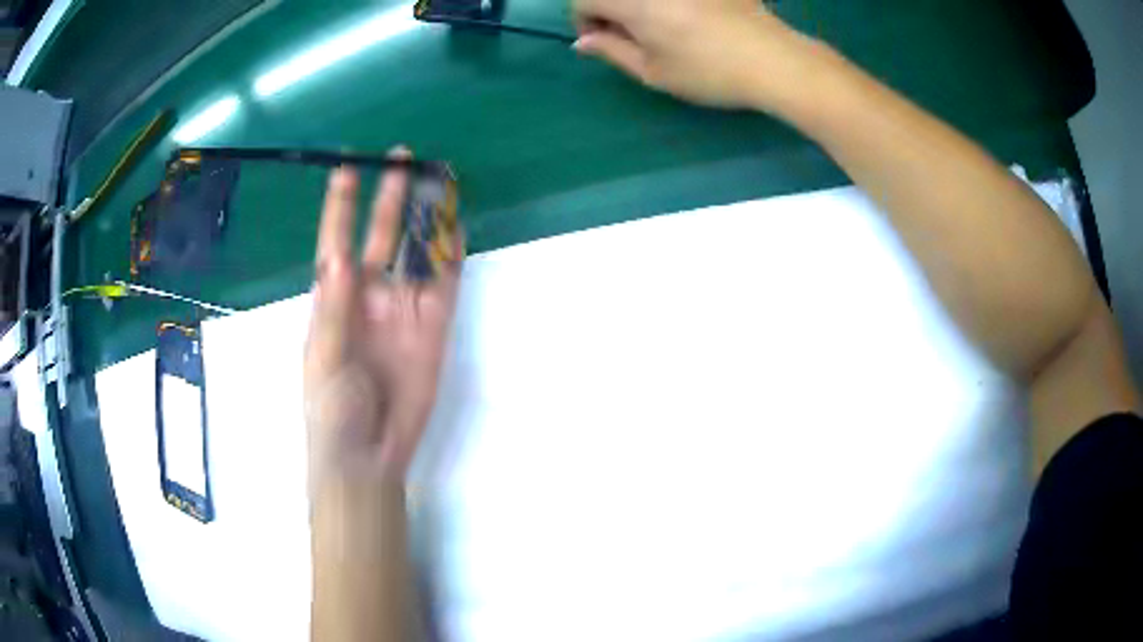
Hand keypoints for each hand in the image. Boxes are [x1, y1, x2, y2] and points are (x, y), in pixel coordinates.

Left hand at [304, 148, 463, 491]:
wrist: (367, 453)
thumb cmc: (330, 409)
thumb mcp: (321, 359)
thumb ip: (331, 309)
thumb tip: (340, 255)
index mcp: (335, 299)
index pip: (337, 240)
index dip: (340, 205)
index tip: (345, 166)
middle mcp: (370, 295)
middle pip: (380, 234)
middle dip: (389, 196)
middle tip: (401, 157)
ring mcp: (404, 308)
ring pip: (416, 251)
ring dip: (426, 218)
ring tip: (437, 180)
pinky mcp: (433, 327)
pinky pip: (445, 283)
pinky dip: (451, 255)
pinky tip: (455, 226)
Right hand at [573, 0, 814, 108]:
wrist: (774, 60)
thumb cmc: (709, 72)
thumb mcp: (653, 72)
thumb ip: (611, 51)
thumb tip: (583, 41)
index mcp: (633, 2)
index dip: (584, 20)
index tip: (602, 41)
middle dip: (610, 10)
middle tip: (630, 35)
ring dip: (637, 6)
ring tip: (660, 28)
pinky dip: (666, 4)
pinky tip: (688, 18)